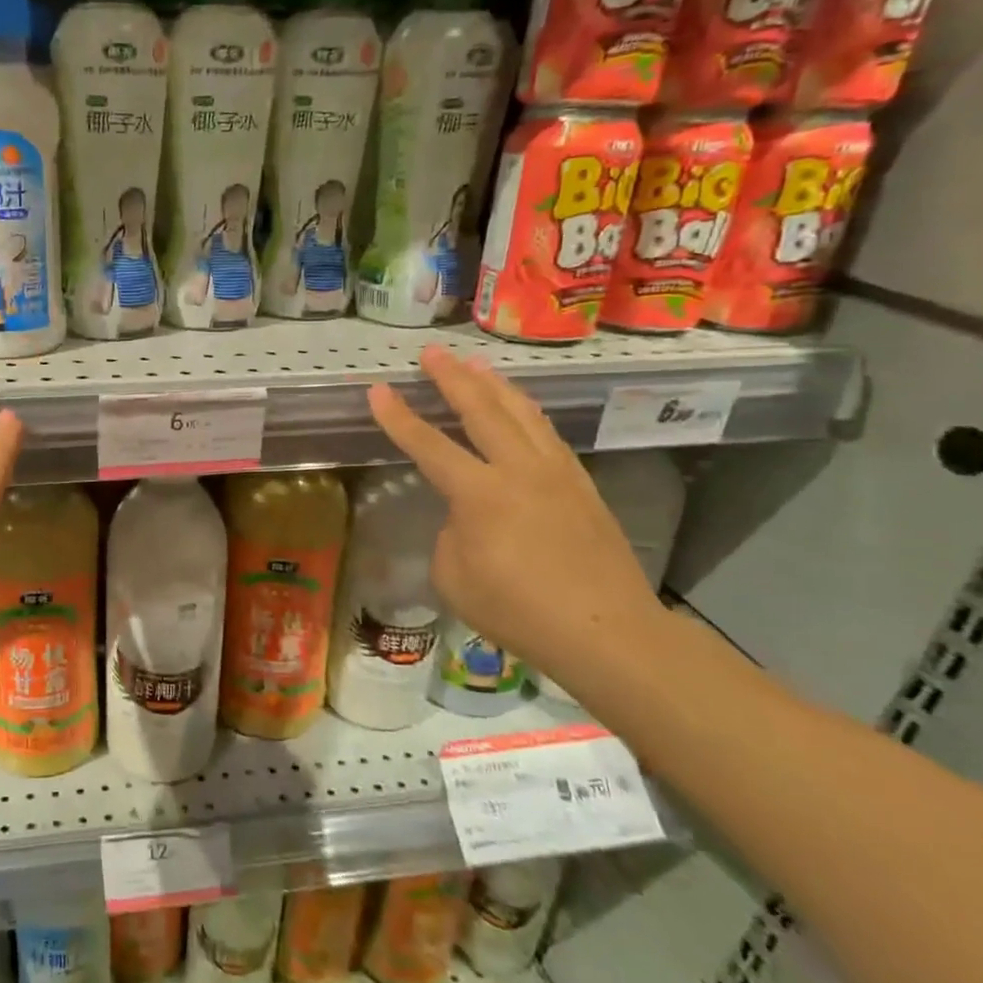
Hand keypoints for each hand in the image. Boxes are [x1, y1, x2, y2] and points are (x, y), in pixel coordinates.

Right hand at [367, 345, 664, 678]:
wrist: (606, 630)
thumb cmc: (518, 611)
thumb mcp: (455, 578)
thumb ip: (452, 535)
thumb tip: (466, 517)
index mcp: (480, 494)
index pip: (429, 446)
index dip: (398, 417)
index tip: (377, 389)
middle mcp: (519, 470)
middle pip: (482, 410)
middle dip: (453, 378)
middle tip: (433, 352)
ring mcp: (556, 473)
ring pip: (522, 413)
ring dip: (495, 385)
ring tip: (476, 364)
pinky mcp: (582, 486)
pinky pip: (547, 434)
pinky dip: (527, 412)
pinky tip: (521, 409)